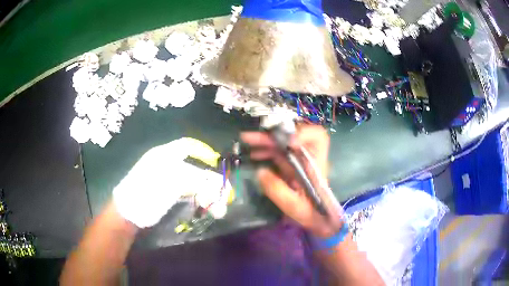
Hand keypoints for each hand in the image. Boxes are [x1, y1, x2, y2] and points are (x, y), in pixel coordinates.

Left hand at [113, 137, 223, 227]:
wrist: (128, 215)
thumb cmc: (147, 193)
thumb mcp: (172, 183)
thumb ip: (198, 180)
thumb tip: (219, 183)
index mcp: (165, 155)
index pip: (188, 147)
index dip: (204, 153)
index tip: (218, 166)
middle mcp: (167, 165)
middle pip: (196, 168)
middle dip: (212, 183)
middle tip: (223, 199)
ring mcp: (168, 181)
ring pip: (195, 183)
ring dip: (208, 195)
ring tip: (217, 211)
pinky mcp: (169, 195)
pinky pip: (189, 194)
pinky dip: (199, 200)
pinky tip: (206, 209)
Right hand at [241, 125, 343, 237]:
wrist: (316, 220)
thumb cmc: (310, 213)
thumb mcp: (293, 206)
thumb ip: (277, 190)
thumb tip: (260, 171)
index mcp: (315, 165)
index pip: (318, 138)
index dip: (303, 133)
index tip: (287, 141)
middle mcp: (308, 158)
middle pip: (294, 137)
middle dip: (273, 136)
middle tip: (251, 138)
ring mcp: (299, 161)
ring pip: (284, 143)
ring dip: (266, 141)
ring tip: (248, 142)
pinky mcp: (292, 166)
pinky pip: (279, 153)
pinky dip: (266, 150)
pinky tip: (254, 154)